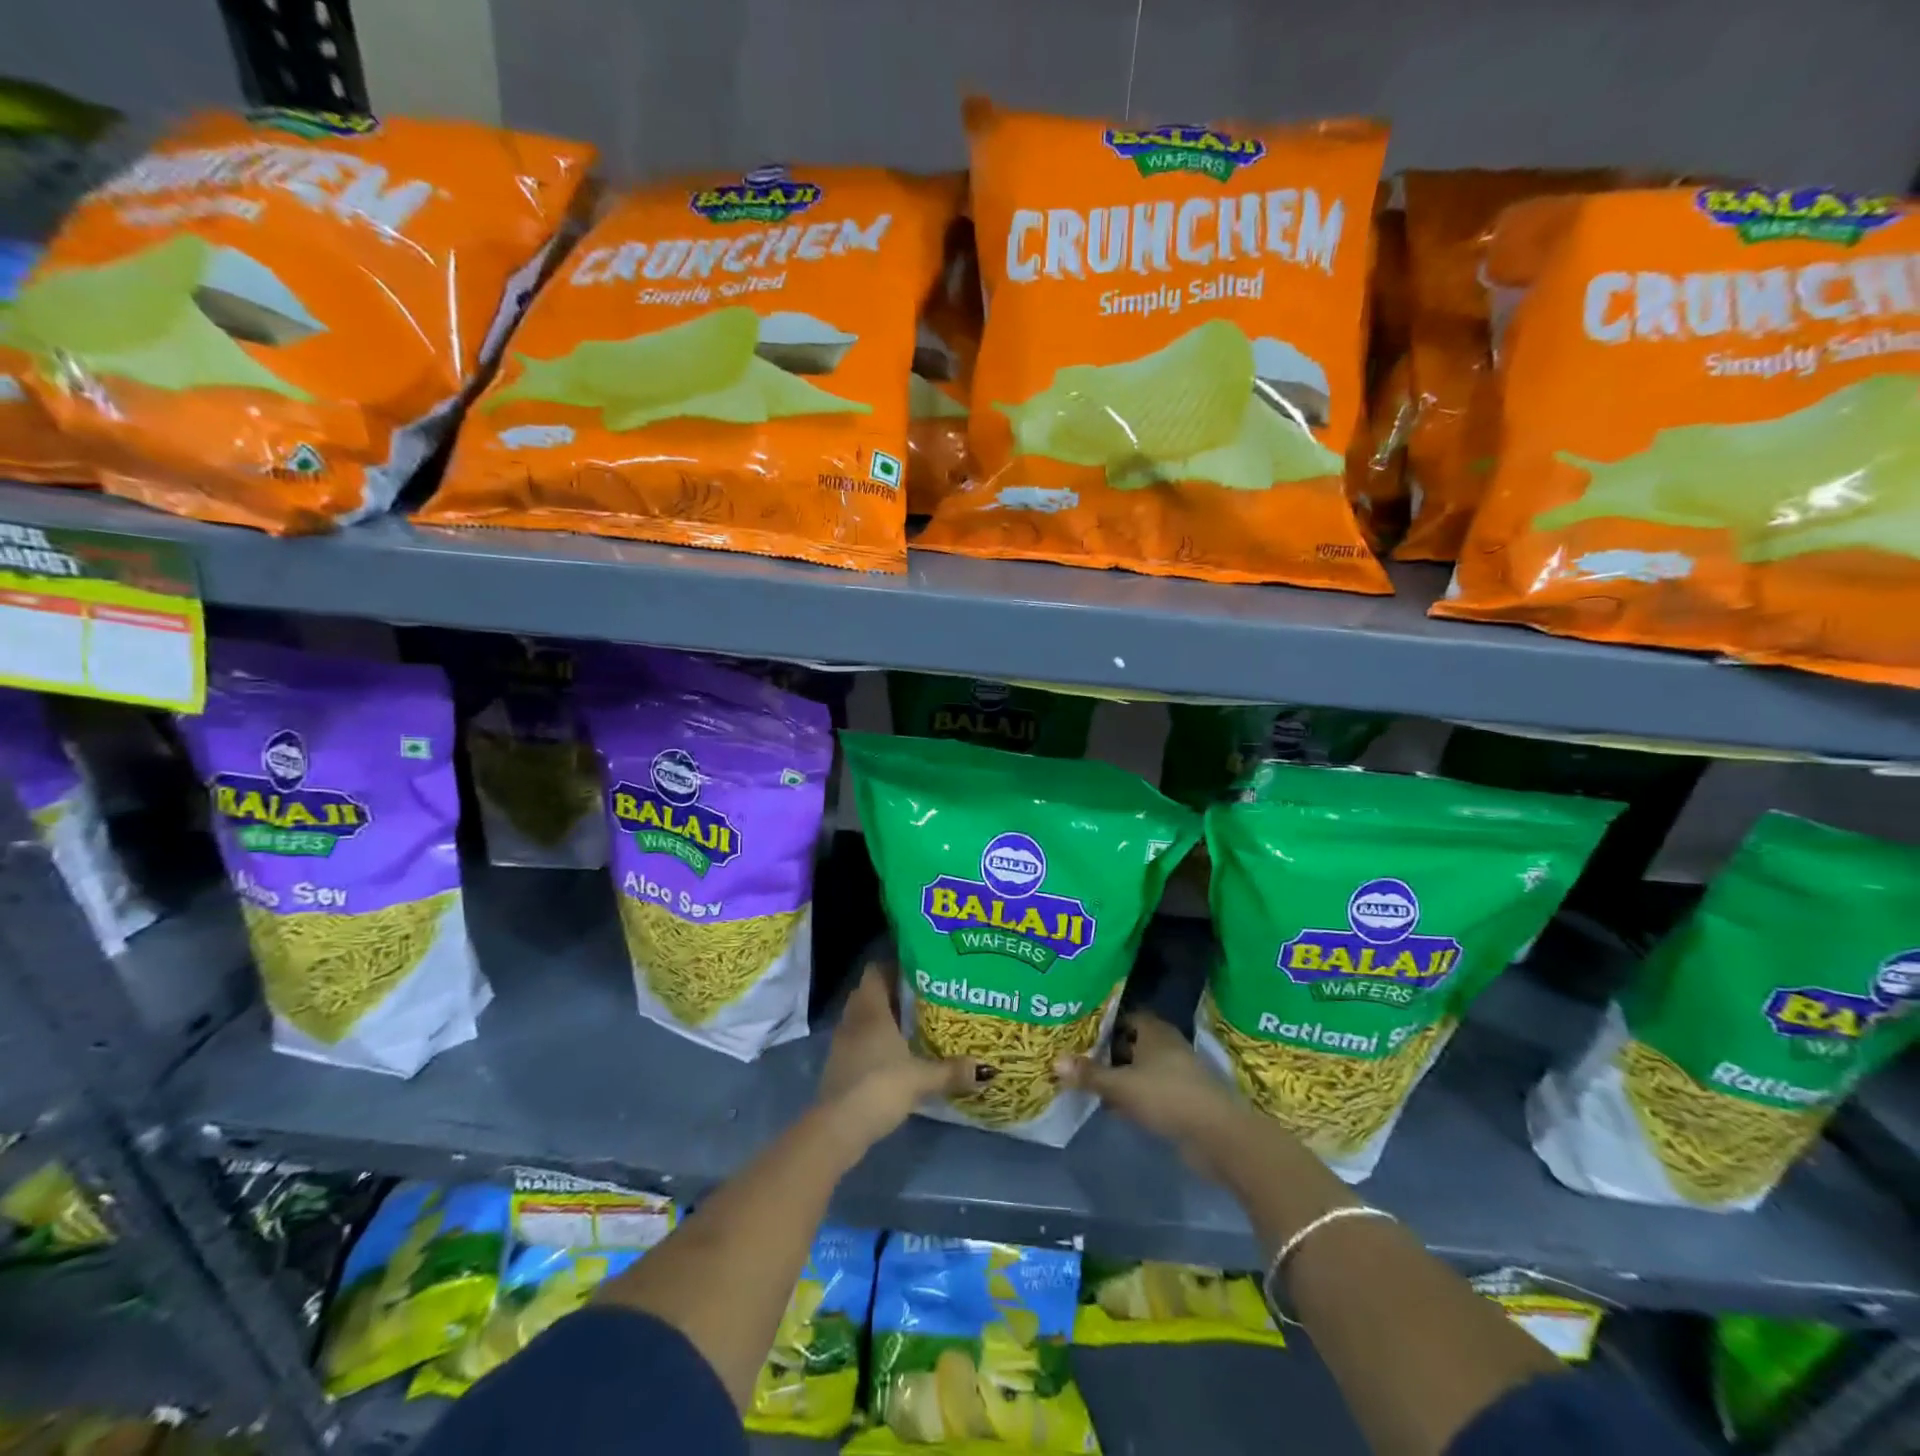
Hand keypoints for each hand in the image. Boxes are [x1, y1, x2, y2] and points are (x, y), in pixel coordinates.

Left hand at [817, 964, 982, 1154]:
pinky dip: (874, 1043)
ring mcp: (842, 1043)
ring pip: (863, 1019)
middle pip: (870, 994)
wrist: (838, 1127)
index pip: (876, 971)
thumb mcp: (921, 1078)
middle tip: (924, 999)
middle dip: (893, 995)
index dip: (894, 968)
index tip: (919, 973)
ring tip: (914, 1026)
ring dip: (883, 1020)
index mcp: (871, 1010)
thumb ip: (951, 1071)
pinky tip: (896, 1056)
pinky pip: (859, 1041)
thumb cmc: (879, 1086)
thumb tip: (986, 1069)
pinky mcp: (839, 1066)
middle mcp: (853, 1019)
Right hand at [1056, 1012, 1249, 1174]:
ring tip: (1089, 1080)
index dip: (1105, 1021)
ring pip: (1140, 1068)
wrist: (1216, 1134)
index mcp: (1154, 1031)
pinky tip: (1113, 1107)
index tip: (1081, 1028)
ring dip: (1120, 1075)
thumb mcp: (1122, 1086)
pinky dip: (1132, 1095)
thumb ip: (1090, 1074)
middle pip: (1132, 1042)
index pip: (1126, 1016)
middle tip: (1078, 1053)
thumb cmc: (1167, 1096)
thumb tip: (1054, 1061)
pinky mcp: (1180, 1099)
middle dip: (1108, 1049)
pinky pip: (1149, 1090)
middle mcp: (1166, 1046)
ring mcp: (1176, 1073)